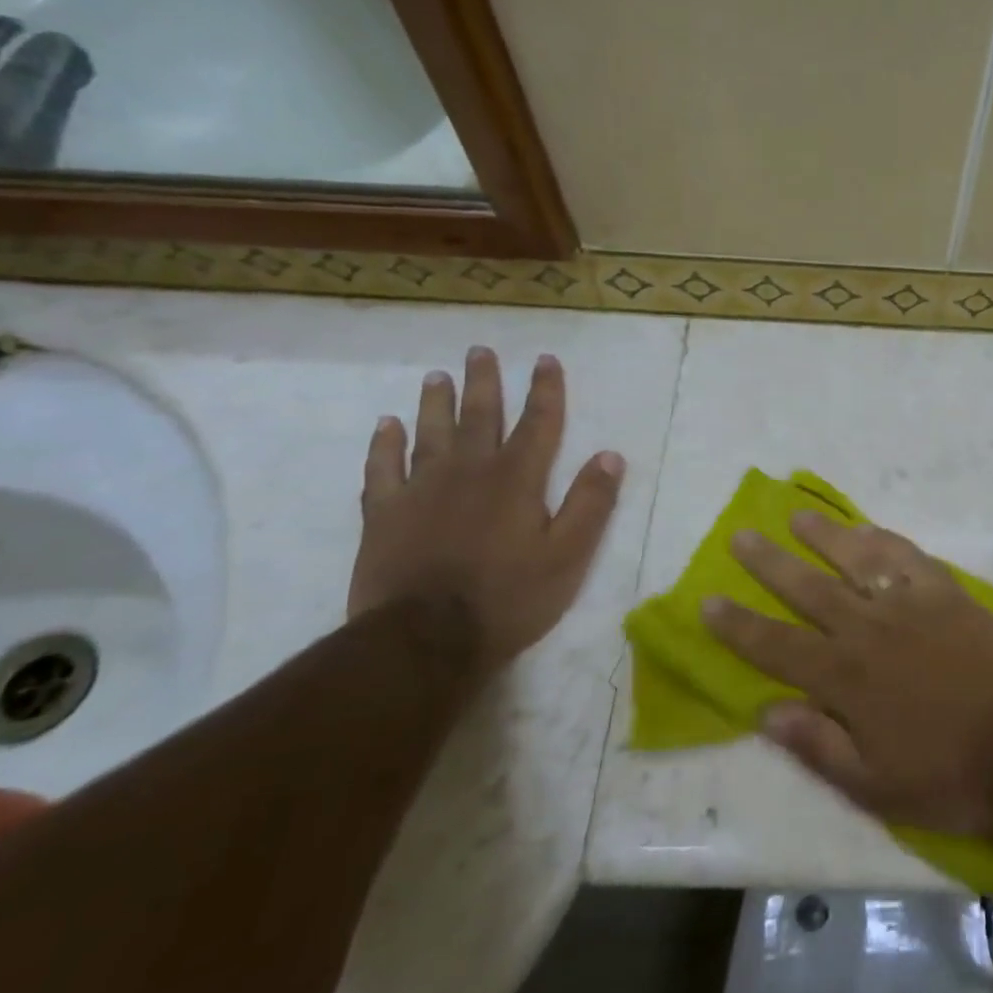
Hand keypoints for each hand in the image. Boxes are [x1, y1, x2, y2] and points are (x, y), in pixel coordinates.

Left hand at [349, 347, 624, 676]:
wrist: (424, 641)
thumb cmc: (508, 599)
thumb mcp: (568, 556)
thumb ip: (590, 503)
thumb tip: (609, 455)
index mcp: (517, 480)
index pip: (538, 423)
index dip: (545, 390)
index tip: (544, 359)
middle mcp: (470, 472)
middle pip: (480, 416)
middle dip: (484, 382)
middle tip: (479, 351)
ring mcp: (422, 490)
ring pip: (430, 433)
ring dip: (436, 403)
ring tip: (437, 376)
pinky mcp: (384, 514)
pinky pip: (382, 468)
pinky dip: (384, 444)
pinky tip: (386, 425)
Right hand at [701, 512, 992, 838]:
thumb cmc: (950, 778)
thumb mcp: (874, 786)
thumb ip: (817, 746)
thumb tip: (765, 711)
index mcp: (846, 680)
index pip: (776, 646)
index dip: (738, 624)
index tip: (708, 599)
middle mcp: (869, 631)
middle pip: (808, 589)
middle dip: (769, 563)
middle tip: (741, 535)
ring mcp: (911, 606)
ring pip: (856, 561)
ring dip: (823, 536)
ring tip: (796, 516)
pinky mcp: (948, 594)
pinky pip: (909, 557)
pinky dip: (884, 540)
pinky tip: (867, 530)